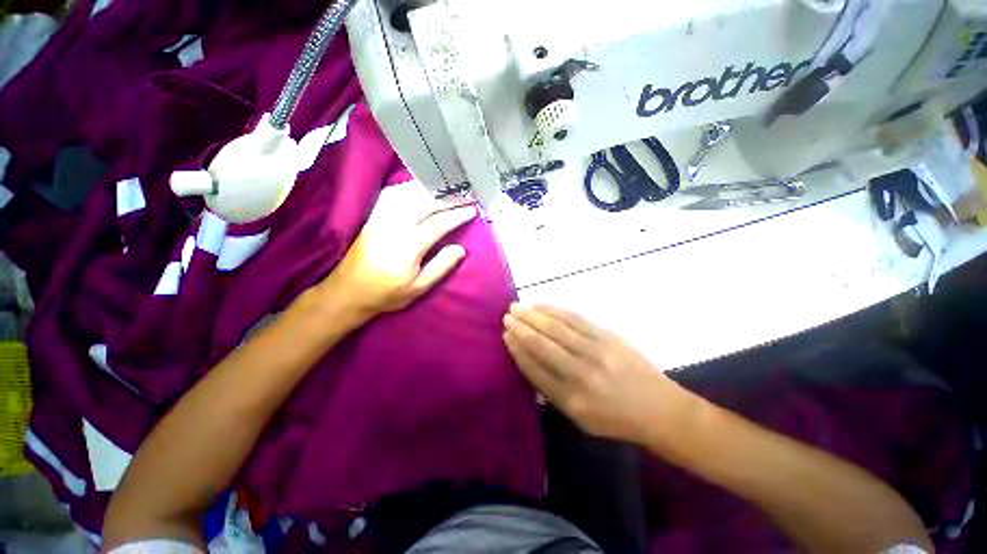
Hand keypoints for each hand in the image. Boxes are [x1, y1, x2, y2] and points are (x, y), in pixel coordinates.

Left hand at [320, 181, 476, 319]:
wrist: (348, 292)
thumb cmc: (387, 294)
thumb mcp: (418, 288)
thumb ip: (441, 267)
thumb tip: (461, 249)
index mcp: (408, 246)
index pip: (438, 223)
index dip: (457, 215)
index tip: (472, 210)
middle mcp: (394, 226)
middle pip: (425, 203)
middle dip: (448, 198)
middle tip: (464, 198)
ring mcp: (380, 219)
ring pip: (408, 194)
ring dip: (430, 190)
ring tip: (447, 191)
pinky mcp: (372, 217)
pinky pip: (392, 195)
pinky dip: (409, 188)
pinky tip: (418, 190)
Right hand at [503, 304, 678, 443]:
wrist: (659, 409)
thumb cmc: (616, 419)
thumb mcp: (581, 418)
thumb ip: (553, 392)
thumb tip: (529, 362)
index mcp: (572, 400)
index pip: (535, 369)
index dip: (518, 350)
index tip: (506, 336)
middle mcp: (581, 373)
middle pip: (542, 345)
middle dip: (521, 328)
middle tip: (507, 316)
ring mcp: (595, 351)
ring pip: (556, 328)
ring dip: (533, 315)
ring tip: (517, 307)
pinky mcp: (607, 336)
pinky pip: (575, 319)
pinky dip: (554, 310)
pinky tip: (541, 305)